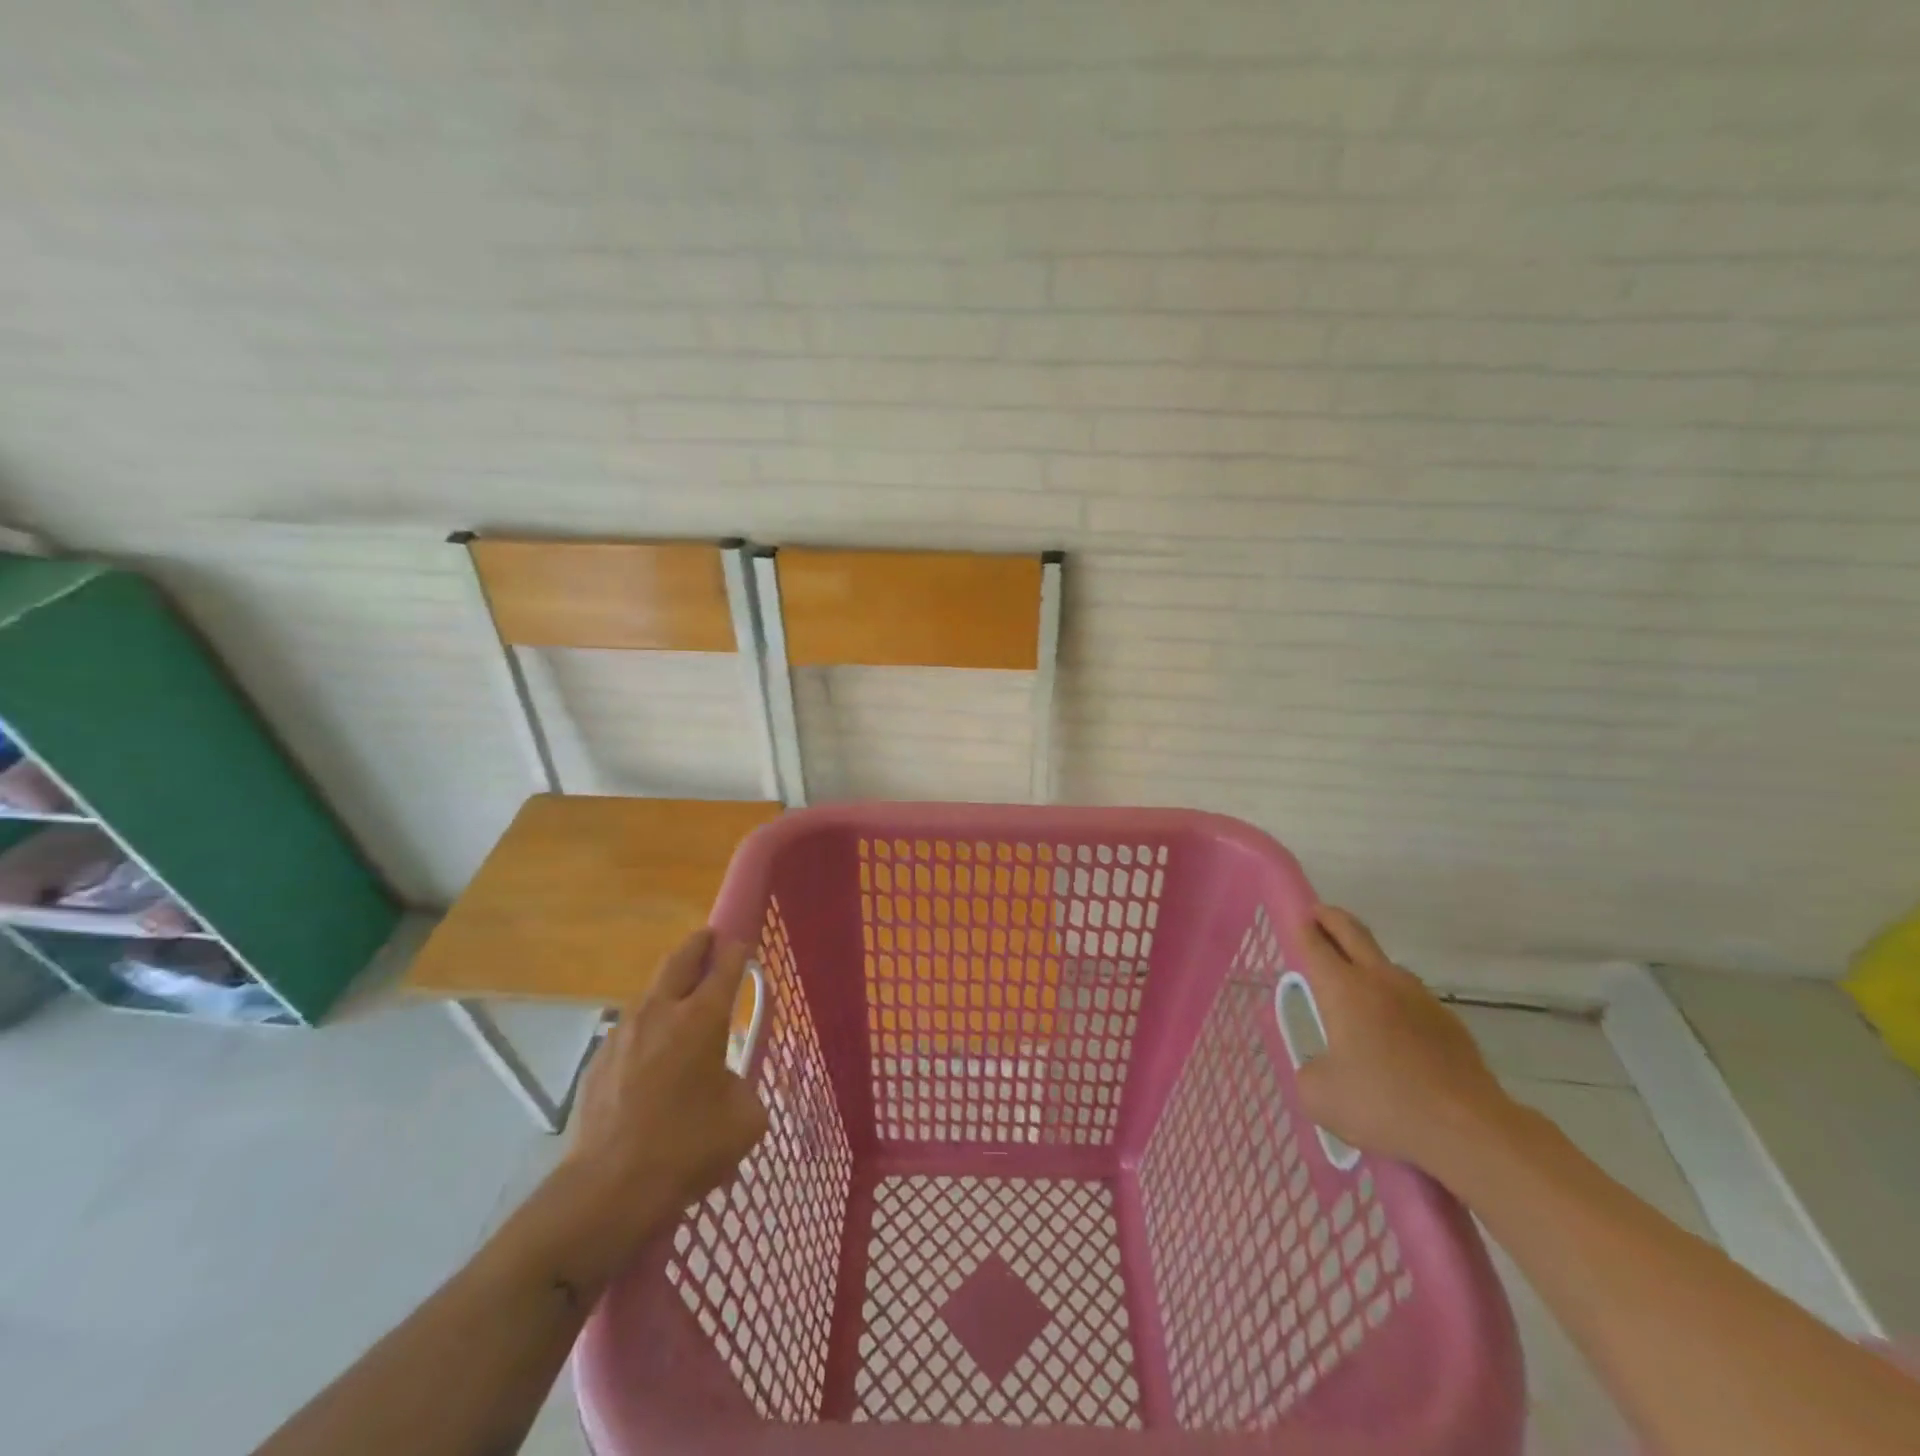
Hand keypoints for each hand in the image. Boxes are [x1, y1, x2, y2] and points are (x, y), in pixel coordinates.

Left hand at [554, 929, 768, 1275]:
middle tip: (710, 939)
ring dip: (670, 987)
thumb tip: (731, 1085)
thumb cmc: (688, 1146)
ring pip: (651, 992)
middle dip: (699, 944)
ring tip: (683, 1002)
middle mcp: (662, 1012)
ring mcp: (623, 1033)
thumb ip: (745, 1088)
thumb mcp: (744, 1120)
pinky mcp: (598, 1060)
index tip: (743, 943)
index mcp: (702, 1018)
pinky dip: (647, 1029)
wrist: (608, 1189)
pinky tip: (652, 1058)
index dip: (737, 950)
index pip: (725, 965)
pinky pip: (630, 1030)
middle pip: (680, 959)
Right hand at [1291, 906, 1515, 1174]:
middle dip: (1331, 919)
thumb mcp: (1320, 1096)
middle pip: (1352, 932)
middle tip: (1317, 916)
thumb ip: (1310, 1071)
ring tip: (1354, 987)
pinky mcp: (1449, 1022)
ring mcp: (1420, 998)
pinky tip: (1393, 1035)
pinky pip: (1411, 1000)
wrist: (1469, 1130)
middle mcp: (1380, 980)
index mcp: (1342, 988)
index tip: (1295, 918)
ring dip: (1365, 963)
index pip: (1314, 943)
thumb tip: (1320, 1068)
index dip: (1301, 928)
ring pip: (1385, 965)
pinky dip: (1395, 1003)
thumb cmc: (1383, 1104)